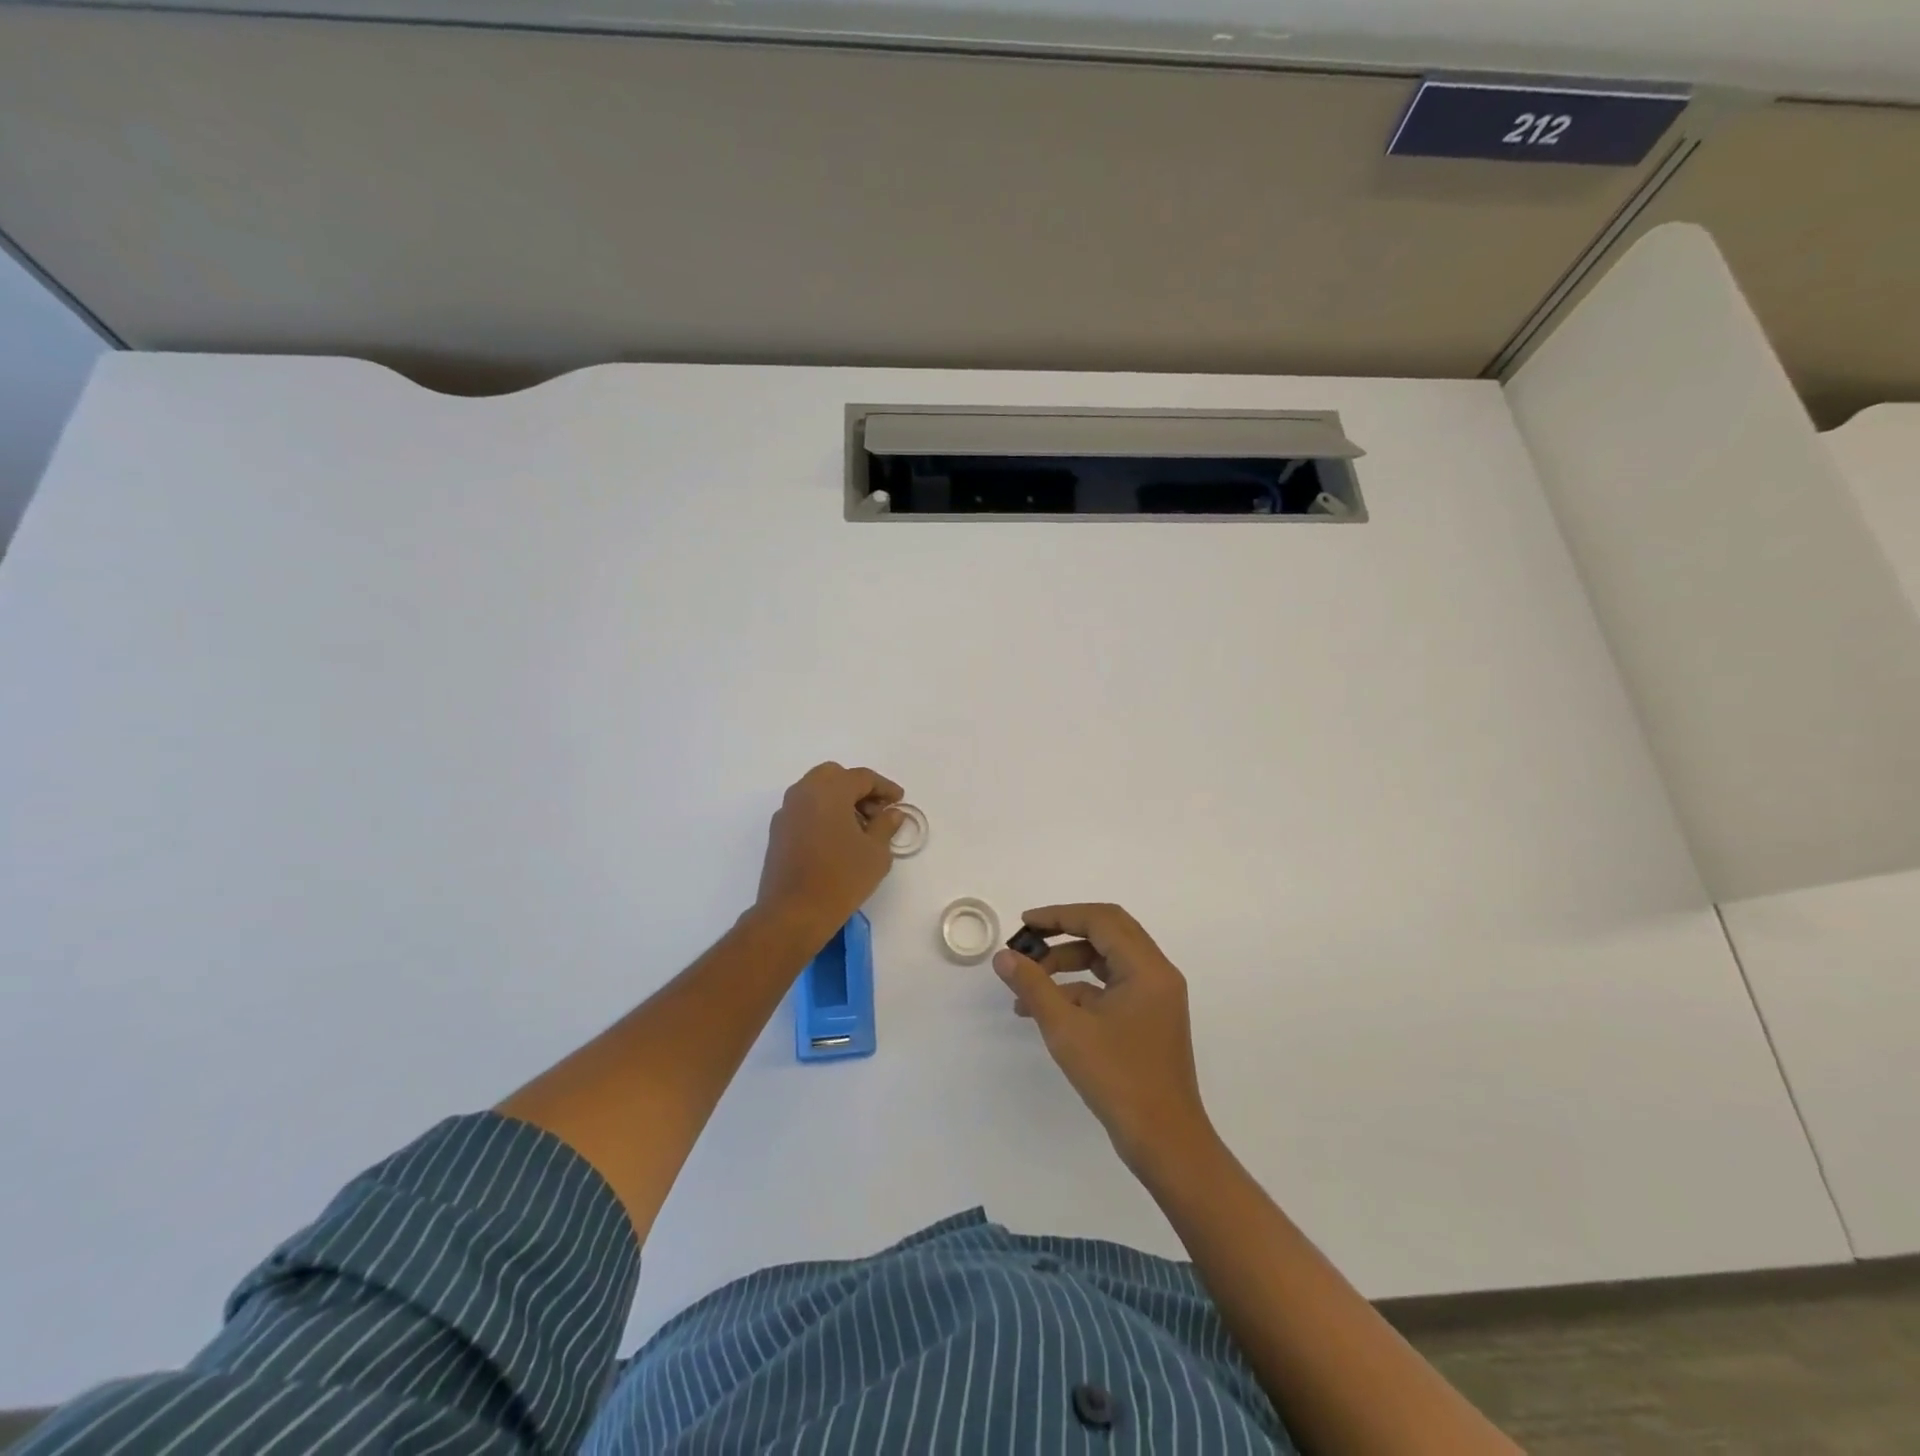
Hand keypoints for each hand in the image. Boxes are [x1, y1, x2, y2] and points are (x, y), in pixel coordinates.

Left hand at [755, 762, 903, 943]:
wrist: (793, 913)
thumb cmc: (841, 878)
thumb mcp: (876, 852)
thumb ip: (886, 825)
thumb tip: (893, 813)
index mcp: (829, 791)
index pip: (862, 777)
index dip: (884, 787)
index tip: (899, 801)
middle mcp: (804, 793)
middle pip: (835, 776)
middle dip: (858, 789)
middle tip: (877, 811)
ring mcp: (786, 812)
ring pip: (816, 791)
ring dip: (839, 800)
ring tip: (860, 828)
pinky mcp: (778, 832)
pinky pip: (805, 809)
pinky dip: (823, 813)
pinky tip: (837, 839)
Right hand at [993, 903, 1215, 1172]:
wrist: (1165, 1142)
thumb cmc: (1118, 1079)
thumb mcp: (1067, 1030)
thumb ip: (1034, 986)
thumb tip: (1003, 956)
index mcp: (1146, 968)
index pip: (1101, 920)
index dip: (1059, 915)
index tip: (1024, 924)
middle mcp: (1156, 973)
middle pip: (1107, 932)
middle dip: (1063, 934)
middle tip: (1027, 941)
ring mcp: (1155, 997)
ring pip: (1108, 960)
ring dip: (1068, 964)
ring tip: (1028, 983)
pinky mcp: (1149, 1018)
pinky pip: (1112, 986)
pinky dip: (1080, 989)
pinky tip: (1046, 1008)